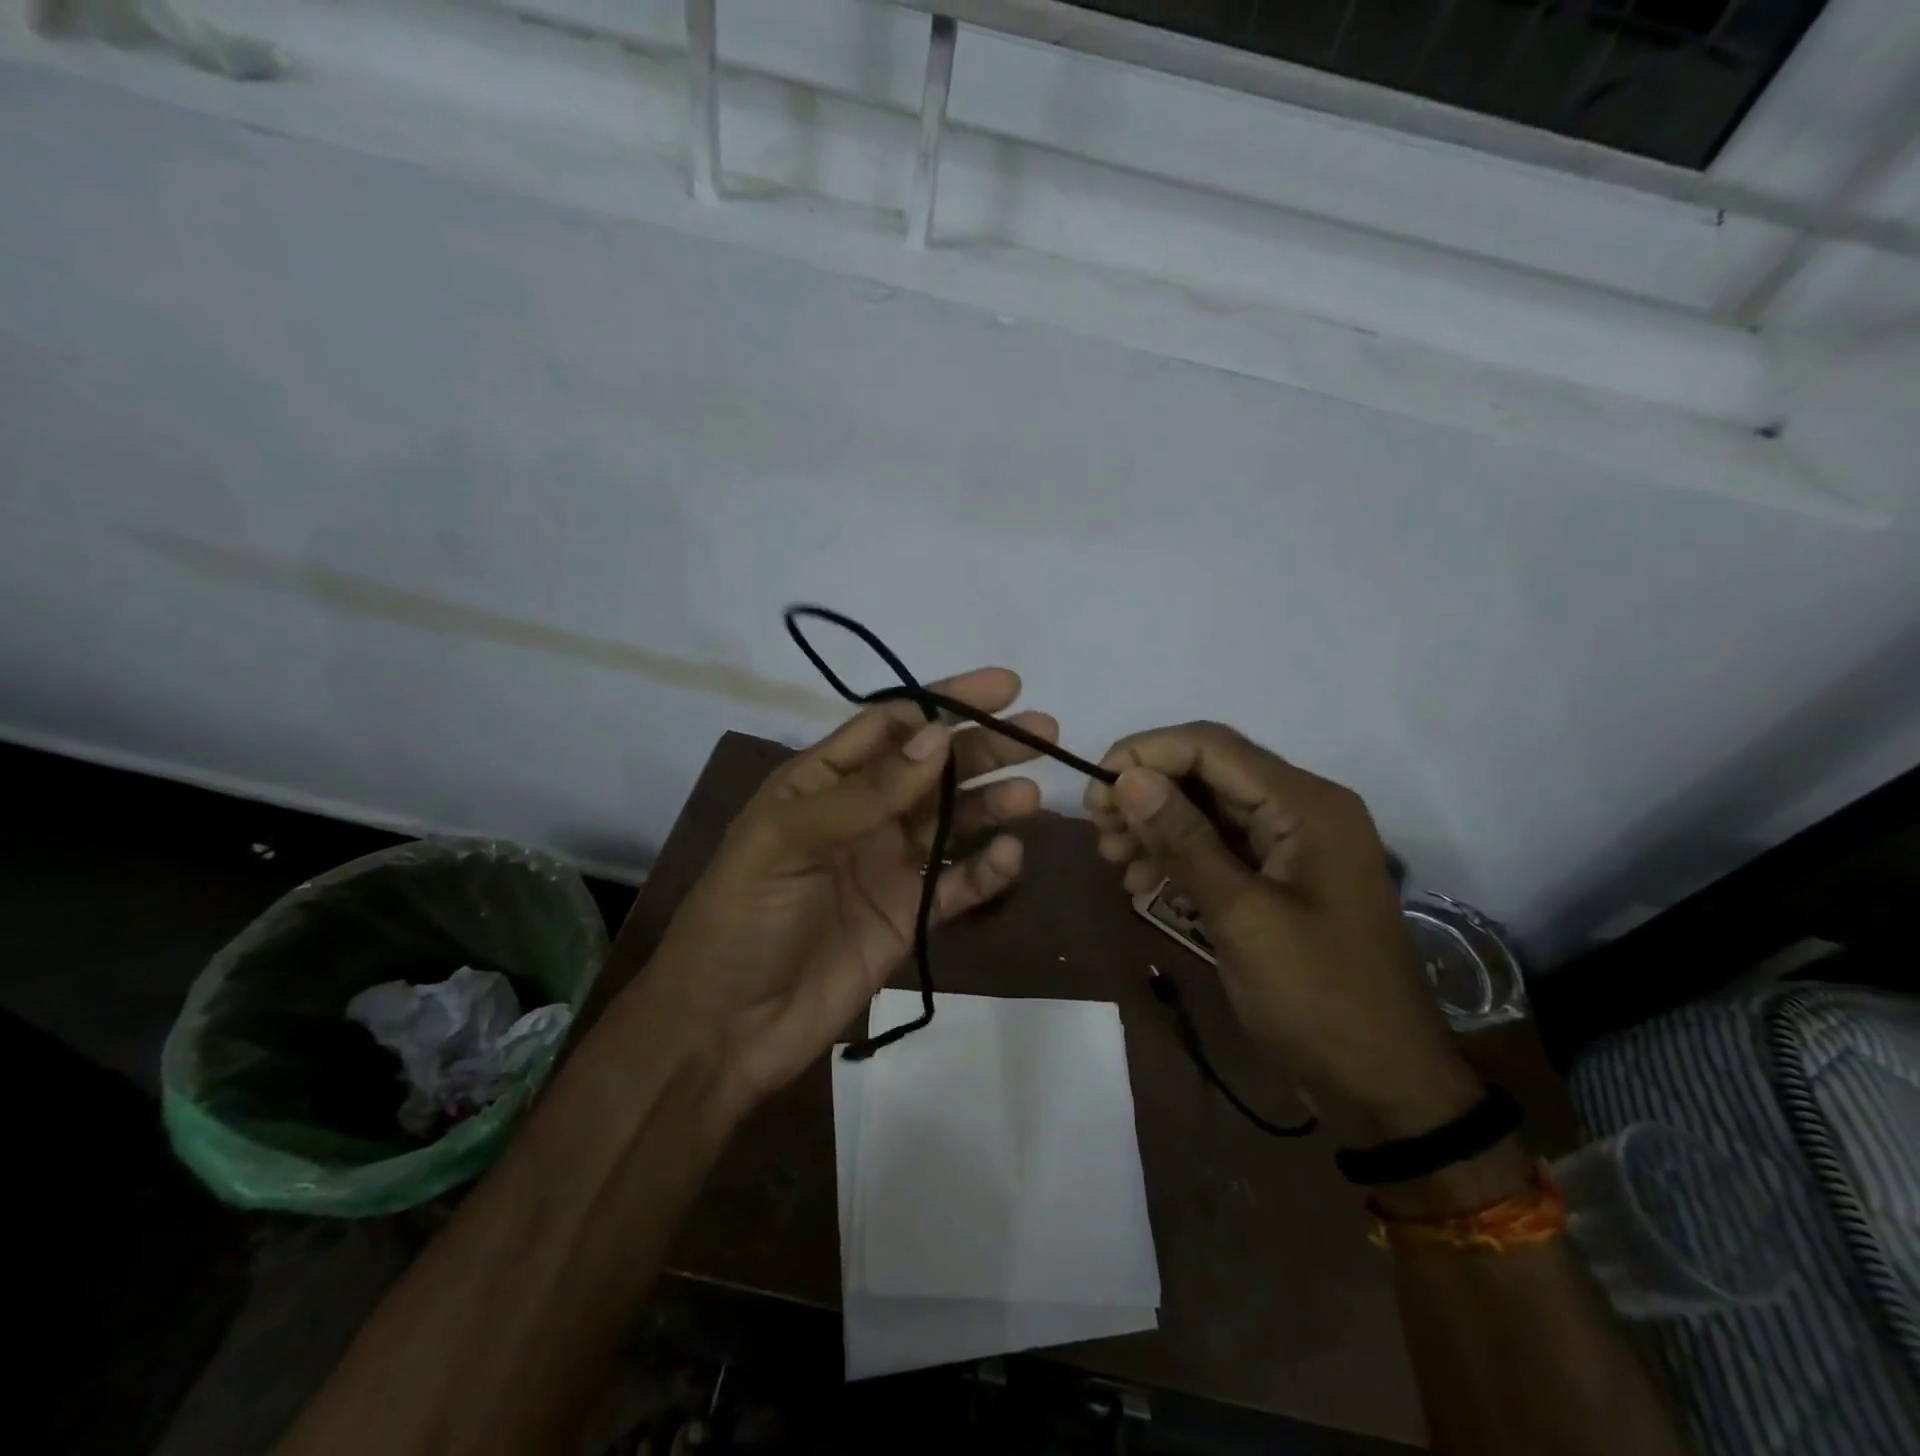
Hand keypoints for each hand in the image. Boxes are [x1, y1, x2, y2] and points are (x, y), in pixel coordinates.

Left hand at [634, 669, 1056, 1111]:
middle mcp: (863, 815)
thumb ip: (865, 791)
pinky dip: (986, 871)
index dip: (947, 703)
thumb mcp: (788, 840)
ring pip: (954, 822)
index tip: (1002, 689)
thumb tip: (938, 737)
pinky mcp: (910, 916)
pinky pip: (958, 885)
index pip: (894, 725)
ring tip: (1031, 796)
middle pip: (934, 768)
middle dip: (985, 746)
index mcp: (824, 782)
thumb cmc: (743, 917)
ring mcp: (889, 866)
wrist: (726, 1027)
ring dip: (993, 804)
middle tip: (1042, 730)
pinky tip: (1010, 857)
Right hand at [1086, 722, 1478, 1137]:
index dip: (1145, 754)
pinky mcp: (1278, 877)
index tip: (1094, 790)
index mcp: (1307, 805)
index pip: (1211, 747)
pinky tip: (1140, 881)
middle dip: (1145, 792)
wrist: (1381, 1084)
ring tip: (1112, 857)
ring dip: (1154, 824)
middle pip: (1206, 773)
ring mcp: (1291, 845)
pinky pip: (1217, 846)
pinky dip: (1175, 855)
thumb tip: (1127, 778)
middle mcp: (1301, 809)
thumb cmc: (1319, 997)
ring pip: (1206, 808)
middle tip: (1098, 830)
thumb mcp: (1242, 916)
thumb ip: (1184, 840)